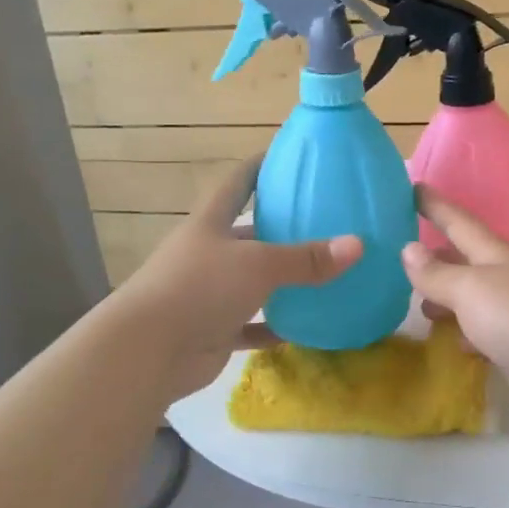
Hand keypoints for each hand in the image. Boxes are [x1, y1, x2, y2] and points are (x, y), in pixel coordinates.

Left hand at [112, 156, 360, 402]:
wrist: (149, 350)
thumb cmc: (200, 288)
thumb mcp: (259, 265)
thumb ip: (307, 258)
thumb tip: (358, 245)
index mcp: (211, 224)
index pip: (238, 183)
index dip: (261, 167)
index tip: (288, 157)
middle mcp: (208, 254)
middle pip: (248, 233)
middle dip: (281, 229)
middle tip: (325, 223)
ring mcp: (209, 293)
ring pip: (252, 282)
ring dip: (281, 281)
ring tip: (324, 274)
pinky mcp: (212, 329)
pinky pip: (251, 325)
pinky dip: (274, 326)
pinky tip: (304, 328)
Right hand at [400, 187, 508, 438]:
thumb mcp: (472, 290)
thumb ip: (438, 273)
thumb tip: (409, 248)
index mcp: (496, 255)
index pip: (459, 221)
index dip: (435, 205)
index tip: (411, 187)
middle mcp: (506, 279)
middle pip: (465, 260)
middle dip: (437, 254)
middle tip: (401, 253)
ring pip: (472, 299)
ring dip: (447, 298)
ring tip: (418, 304)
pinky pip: (483, 333)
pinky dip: (464, 333)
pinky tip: (452, 342)